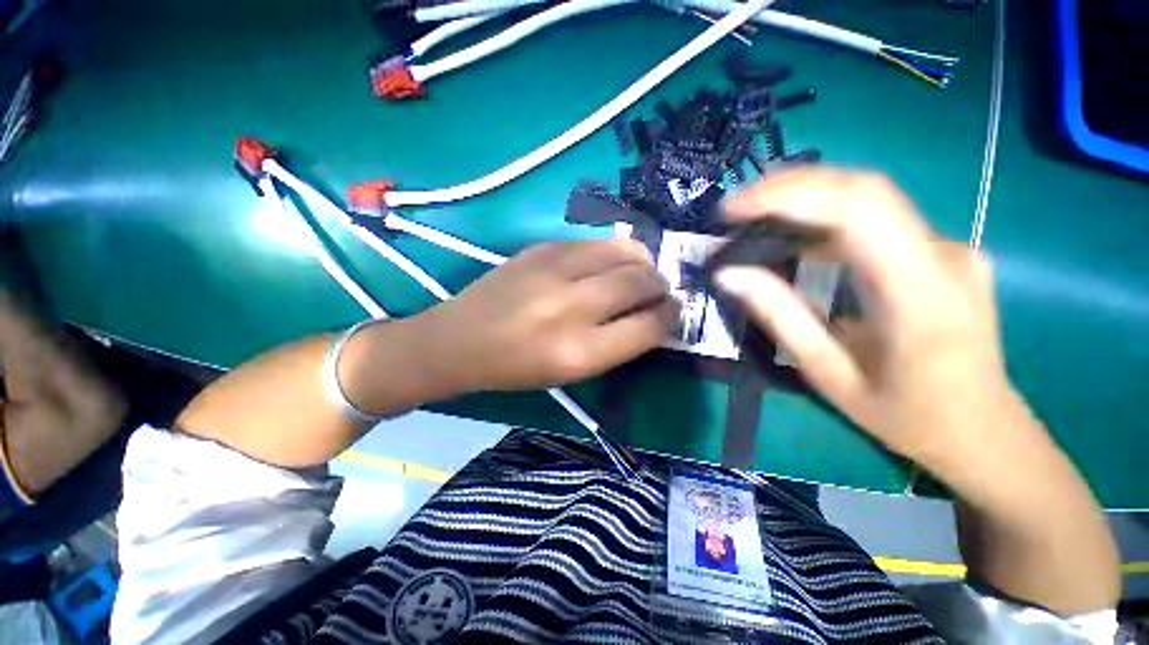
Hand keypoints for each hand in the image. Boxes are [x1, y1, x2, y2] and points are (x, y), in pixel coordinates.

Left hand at [414, 240, 678, 393]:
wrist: (460, 339)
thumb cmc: (516, 368)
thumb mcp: (571, 373)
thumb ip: (616, 345)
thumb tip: (653, 315)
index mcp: (579, 352)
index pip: (648, 327)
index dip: (670, 318)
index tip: (673, 312)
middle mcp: (571, 308)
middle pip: (641, 282)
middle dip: (661, 286)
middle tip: (661, 290)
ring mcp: (554, 270)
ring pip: (625, 252)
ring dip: (643, 262)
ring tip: (641, 271)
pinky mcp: (542, 248)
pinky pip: (596, 243)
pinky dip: (614, 252)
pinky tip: (609, 263)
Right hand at [714, 168, 1022, 473]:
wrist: (983, 431)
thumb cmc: (905, 416)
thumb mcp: (829, 374)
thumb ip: (780, 316)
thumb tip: (730, 274)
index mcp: (921, 294)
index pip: (857, 210)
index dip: (789, 195)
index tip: (733, 207)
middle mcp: (945, 254)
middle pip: (864, 189)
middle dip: (790, 187)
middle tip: (736, 208)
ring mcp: (949, 247)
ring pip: (870, 199)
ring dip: (805, 199)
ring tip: (754, 218)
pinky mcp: (941, 251)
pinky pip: (877, 219)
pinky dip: (826, 217)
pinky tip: (795, 235)